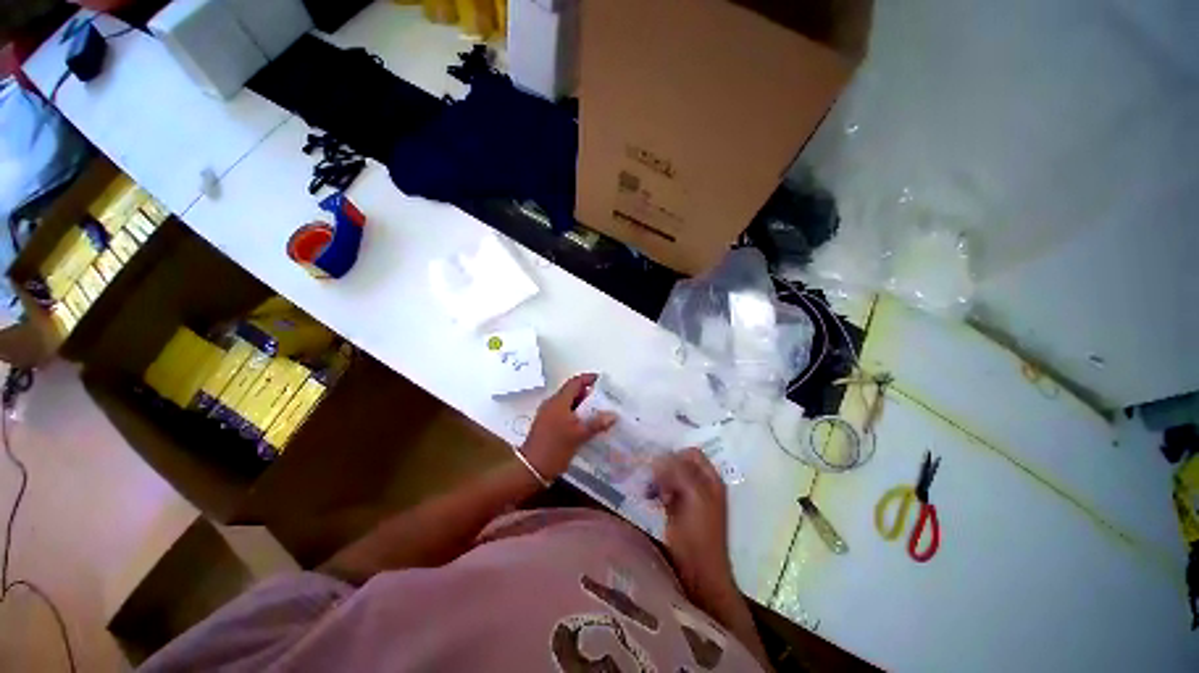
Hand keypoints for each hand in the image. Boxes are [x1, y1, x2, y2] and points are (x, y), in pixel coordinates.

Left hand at [521, 373, 615, 479]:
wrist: (531, 469)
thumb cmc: (555, 448)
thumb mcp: (579, 436)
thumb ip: (597, 424)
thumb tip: (614, 415)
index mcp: (559, 401)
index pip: (575, 382)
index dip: (589, 379)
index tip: (603, 381)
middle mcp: (552, 404)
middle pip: (572, 392)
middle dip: (588, 393)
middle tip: (605, 399)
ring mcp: (548, 414)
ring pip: (568, 403)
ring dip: (583, 405)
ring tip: (599, 411)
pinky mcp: (547, 424)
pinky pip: (564, 413)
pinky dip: (576, 414)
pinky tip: (586, 425)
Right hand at [649, 448, 736, 604]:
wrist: (698, 573)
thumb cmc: (698, 533)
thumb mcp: (693, 496)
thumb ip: (679, 472)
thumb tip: (659, 458)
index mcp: (711, 479)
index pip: (692, 453)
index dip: (675, 455)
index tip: (658, 465)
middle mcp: (702, 485)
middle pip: (680, 463)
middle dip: (664, 468)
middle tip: (652, 480)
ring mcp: (691, 498)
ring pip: (671, 476)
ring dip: (659, 479)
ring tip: (650, 491)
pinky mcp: (679, 510)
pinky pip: (666, 490)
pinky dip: (657, 490)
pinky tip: (650, 498)